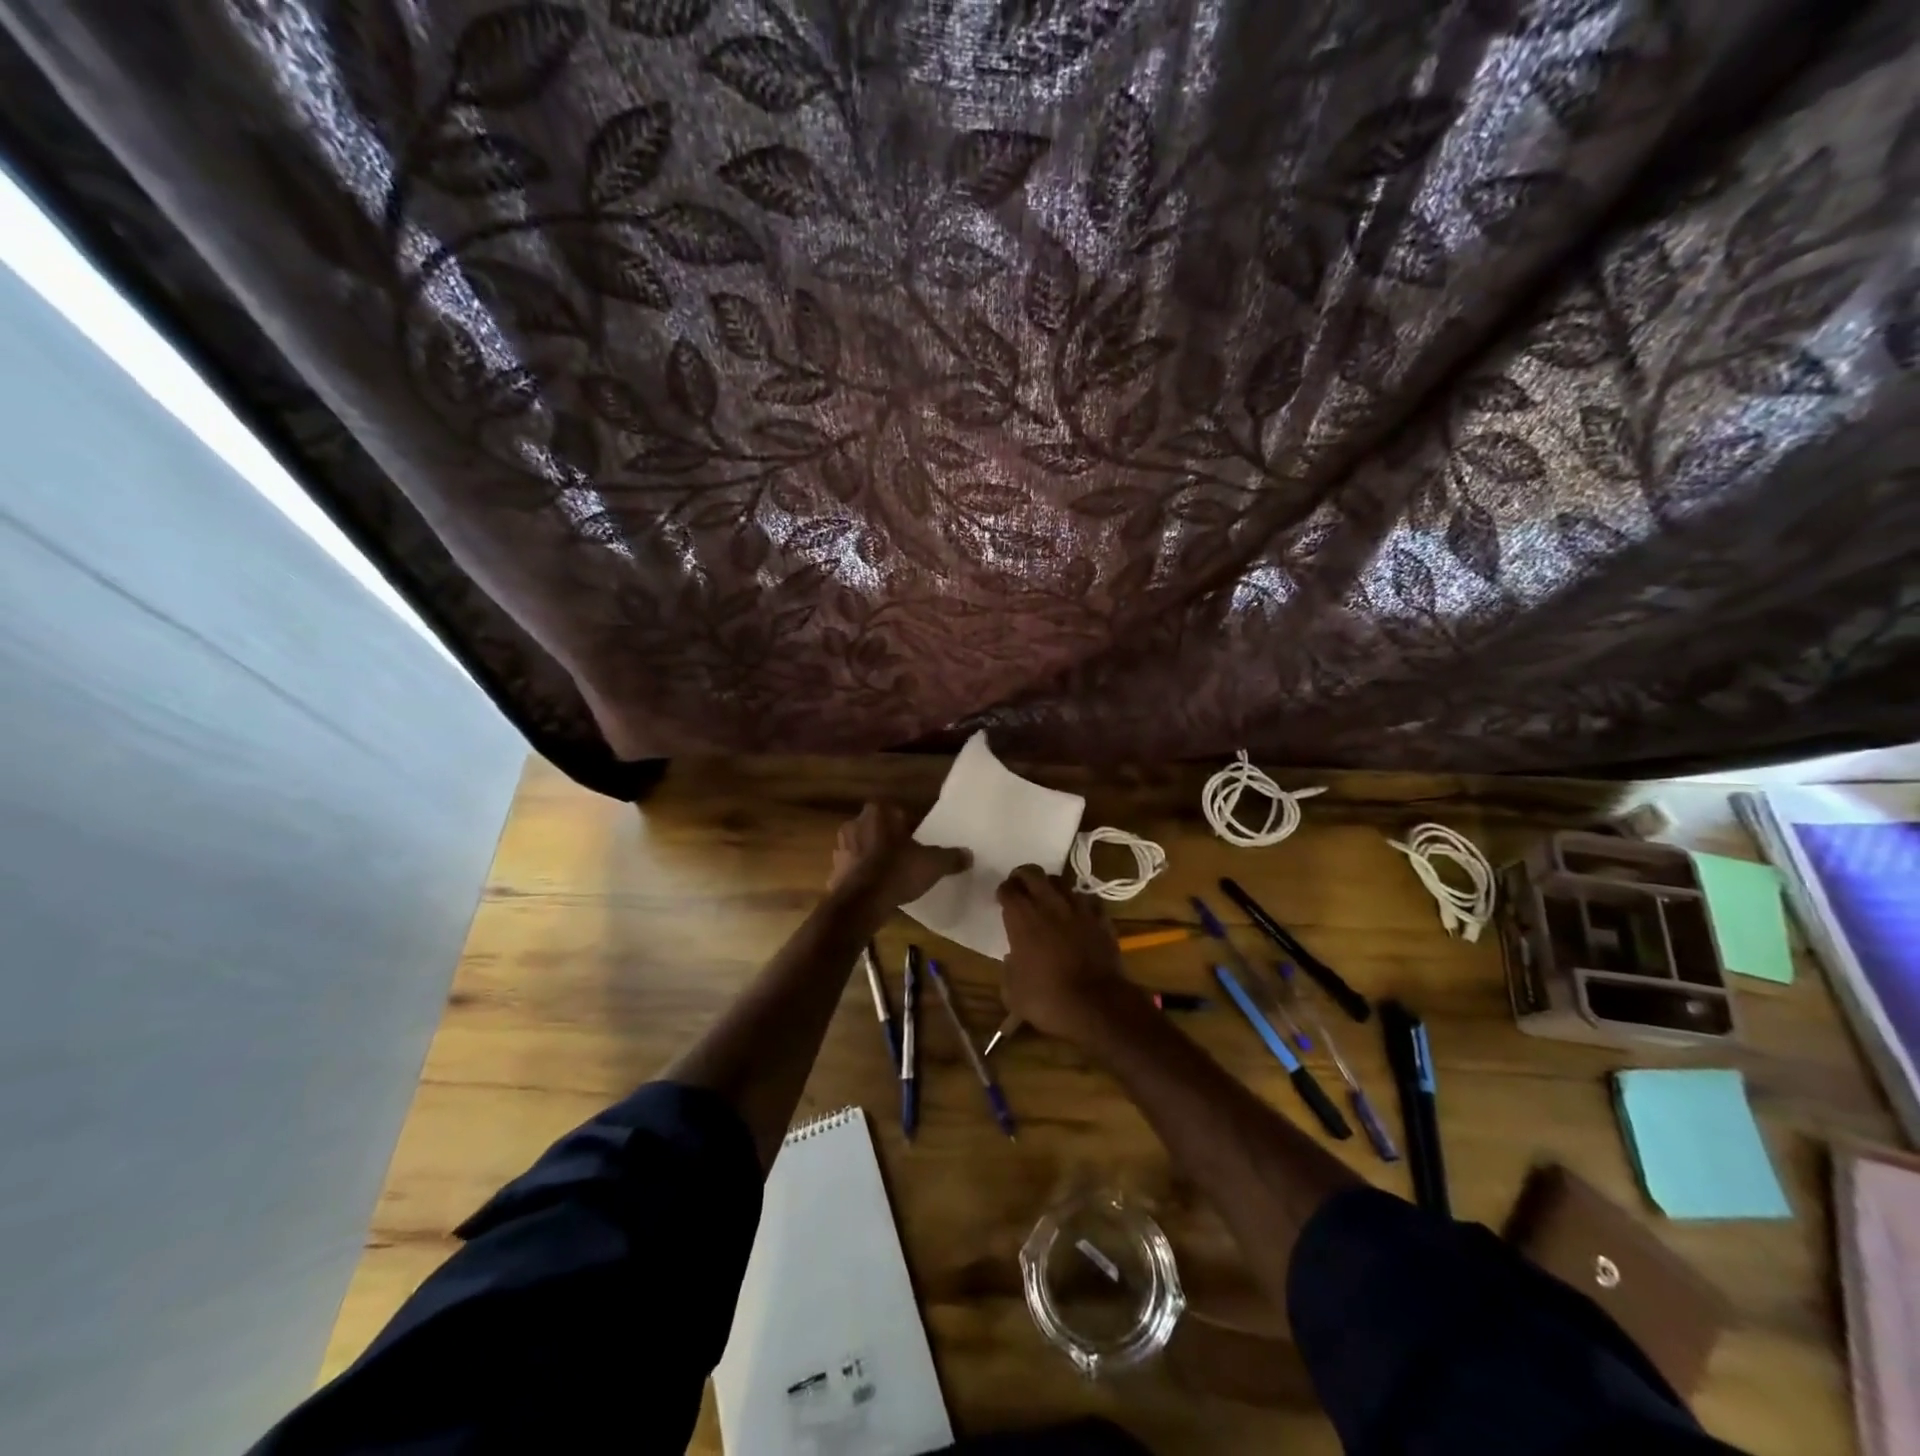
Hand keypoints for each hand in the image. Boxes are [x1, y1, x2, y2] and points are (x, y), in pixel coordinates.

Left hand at [829, 803, 970, 908]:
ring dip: (875, 857)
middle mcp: (855, 823)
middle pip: (879, 829)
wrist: (861, 903)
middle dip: (890, 840)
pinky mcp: (834, 870)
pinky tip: (877, 889)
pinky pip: (854, 869)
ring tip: (892, 874)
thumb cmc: (897, 871)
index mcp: (878, 813)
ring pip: (864, 847)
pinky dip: (863, 876)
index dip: (911, 827)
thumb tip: (969, 855)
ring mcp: (841, 847)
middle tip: (907, 857)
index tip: (920, 842)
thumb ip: (951, 857)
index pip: (899, 813)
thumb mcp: (933, 864)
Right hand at [996, 865, 1131, 1041]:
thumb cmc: (1047, 999)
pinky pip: (1088, 900)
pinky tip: (1078, 912)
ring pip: (1061, 882)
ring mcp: (1078, 908)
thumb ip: (1009, 968)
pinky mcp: (1101, 918)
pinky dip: (1080, 903)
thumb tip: (1013, 957)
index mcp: (1022, 917)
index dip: (1003, 892)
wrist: (1096, 1006)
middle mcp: (1049, 904)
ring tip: (1049, 897)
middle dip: (1023, 876)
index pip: (1008, 889)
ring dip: (1051, 887)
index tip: (1002, 899)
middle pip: (1033, 873)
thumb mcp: (1012, 992)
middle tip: (1020, 886)